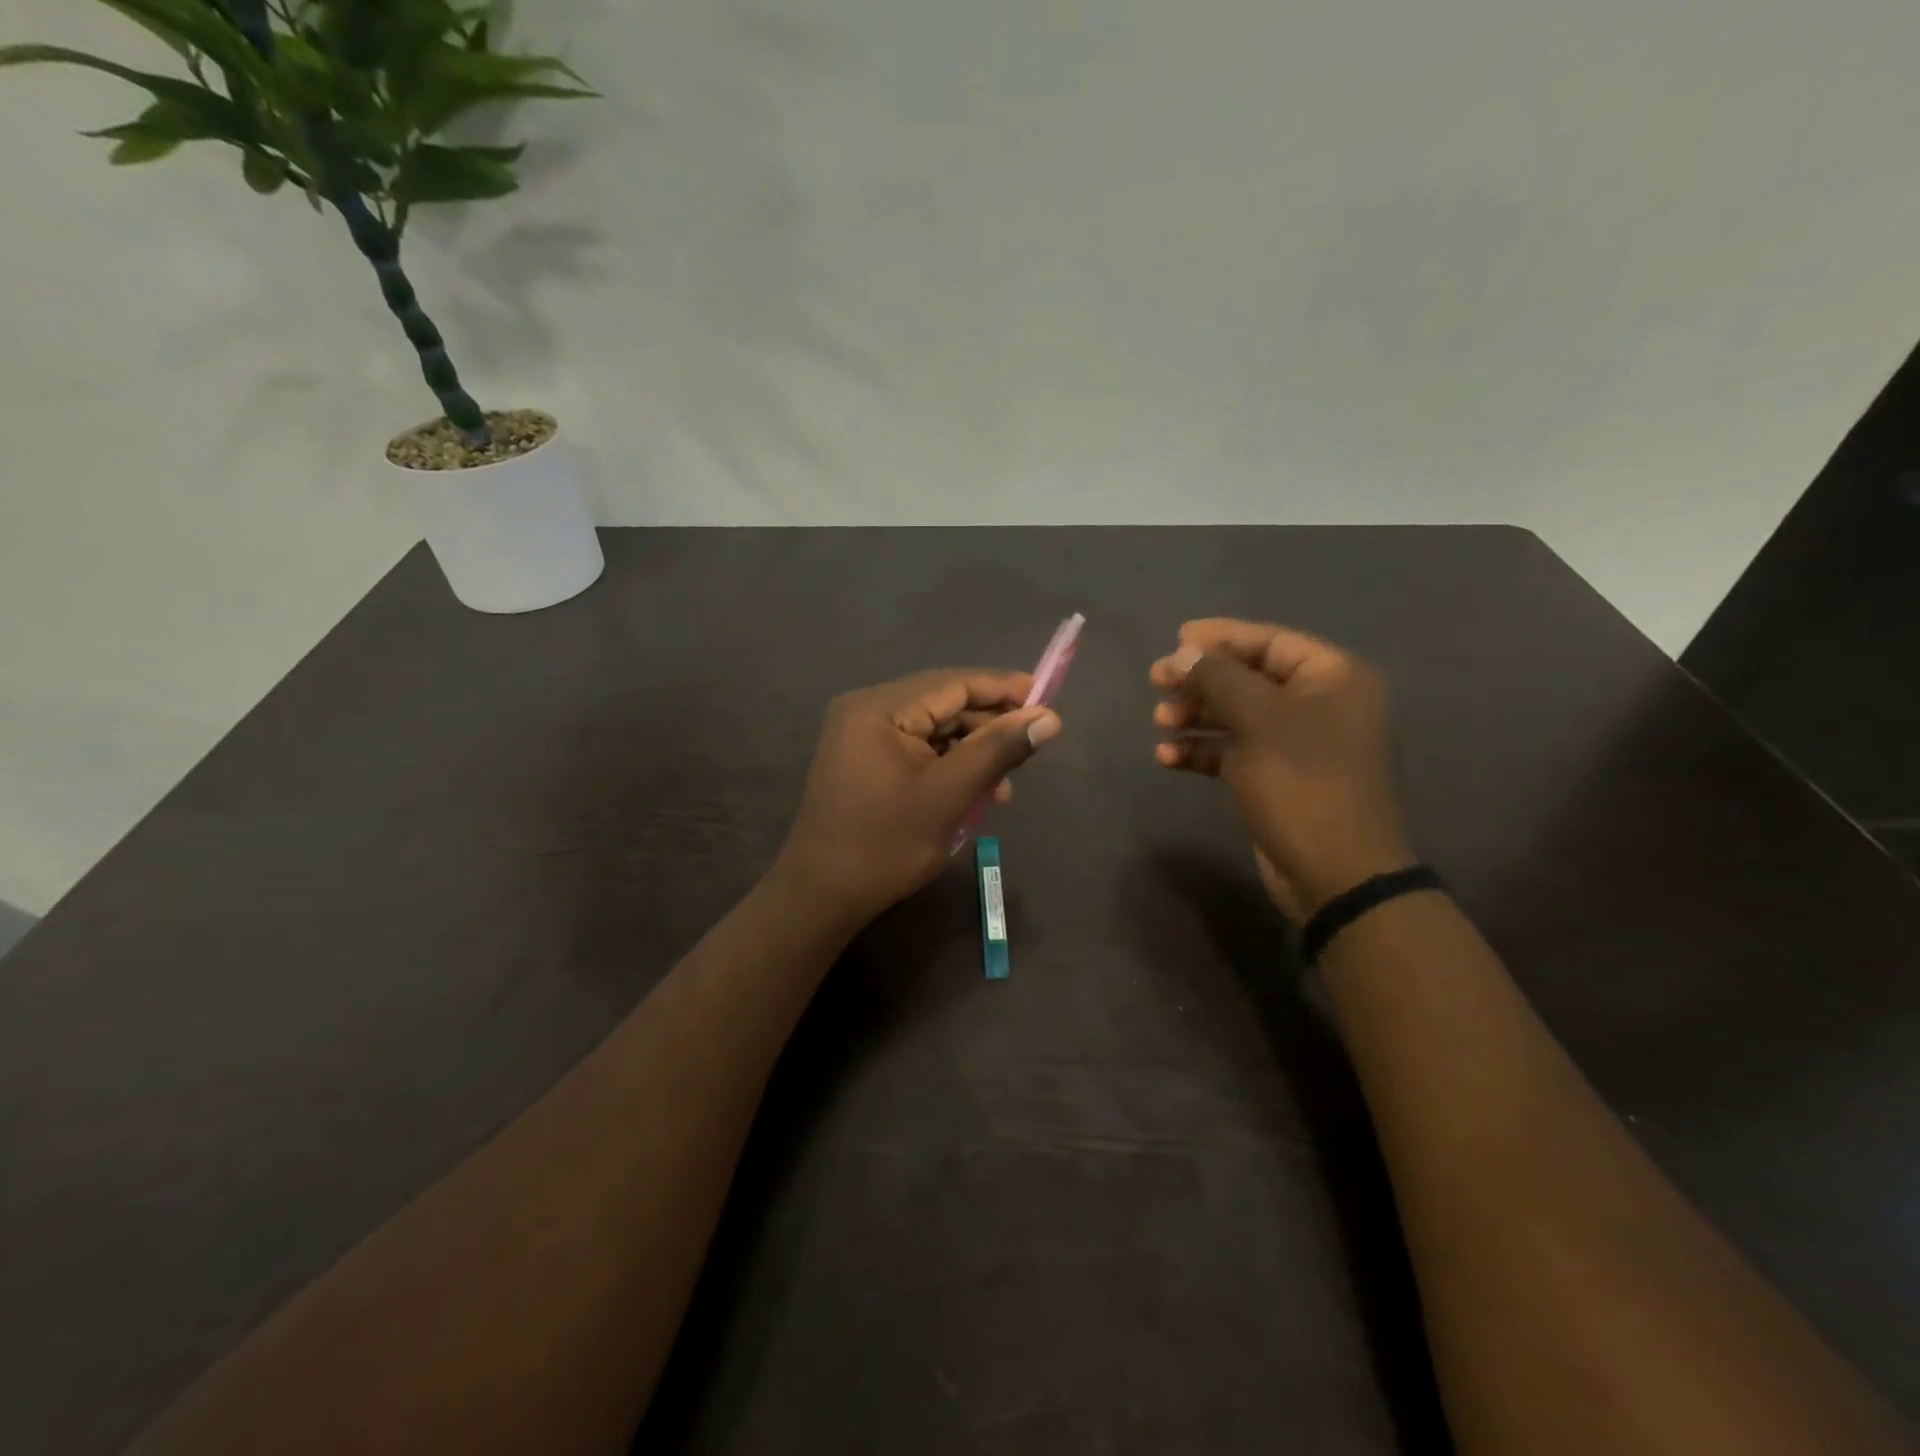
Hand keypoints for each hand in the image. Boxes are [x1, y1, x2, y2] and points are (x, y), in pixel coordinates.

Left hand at [773, 669, 1063, 923]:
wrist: (821, 896)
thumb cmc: (886, 844)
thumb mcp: (950, 795)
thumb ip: (999, 749)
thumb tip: (1050, 718)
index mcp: (880, 708)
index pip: (953, 683)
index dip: (1002, 689)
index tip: (1046, 700)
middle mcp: (866, 709)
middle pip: (942, 703)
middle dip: (987, 727)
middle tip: (1029, 749)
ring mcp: (860, 734)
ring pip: (932, 728)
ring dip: (970, 751)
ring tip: (1003, 786)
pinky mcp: (862, 759)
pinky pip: (915, 748)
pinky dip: (946, 764)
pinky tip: (972, 791)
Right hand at [1150, 620, 1413, 918]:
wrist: (1335, 872)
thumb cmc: (1301, 781)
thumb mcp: (1256, 719)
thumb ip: (1217, 677)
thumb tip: (1183, 652)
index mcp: (1333, 678)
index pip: (1270, 642)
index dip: (1220, 637)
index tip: (1175, 639)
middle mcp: (1322, 704)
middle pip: (1249, 678)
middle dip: (1201, 680)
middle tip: (1157, 682)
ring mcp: (1301, 744)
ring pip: (1238, 716)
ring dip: (1196, 716)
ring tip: (1159, 722)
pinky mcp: (1280, 778)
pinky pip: (1236, 751)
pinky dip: (1203, 751)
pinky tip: (1168, 759)